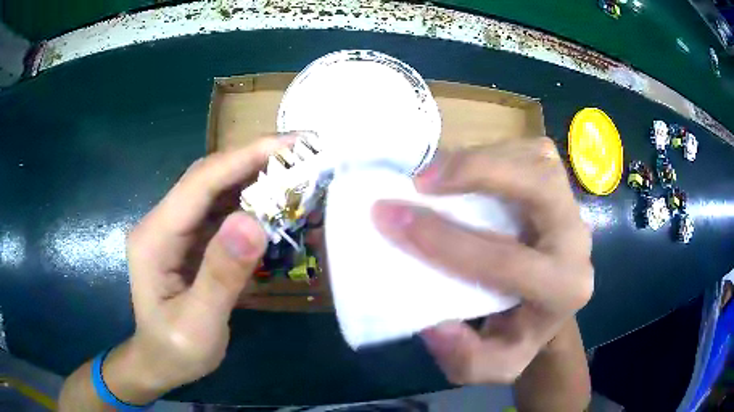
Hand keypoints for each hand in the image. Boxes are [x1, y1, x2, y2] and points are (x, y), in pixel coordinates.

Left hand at [113, 137, 289, 396]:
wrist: (160, 362)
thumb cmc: (175, 350)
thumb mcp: (199, 324)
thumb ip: (221, 276)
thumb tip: (252, 223)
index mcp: (155, 237)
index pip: (200, 183)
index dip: (244, 158)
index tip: (291, 145)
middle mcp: (162, 222)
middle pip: (209, 177)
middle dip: (254, 160)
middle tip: (302, 154)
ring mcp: (176, 229)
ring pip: (217, 190)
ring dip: (255, 178)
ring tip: (296, 173)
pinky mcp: (189, 239)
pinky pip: (221, 211)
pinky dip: (251, 203)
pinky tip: (275, 205)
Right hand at [372, 137, 592, 384]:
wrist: (548, 309)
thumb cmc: (518, 336)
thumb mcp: (490, 366)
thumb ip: (463, 357)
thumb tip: (435, 323)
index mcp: (563, 290)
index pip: (505, 261)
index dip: (444, 240)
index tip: (389, 218)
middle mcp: (576, 242)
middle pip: (540, 187)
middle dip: (480, 173)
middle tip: (423, 180)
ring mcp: (572, 207)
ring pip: (536, 160)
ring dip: (483, 158)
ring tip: (437, 174)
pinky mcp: (561, 188)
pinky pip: (533, 152)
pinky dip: (495, 152)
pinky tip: (467, 170)